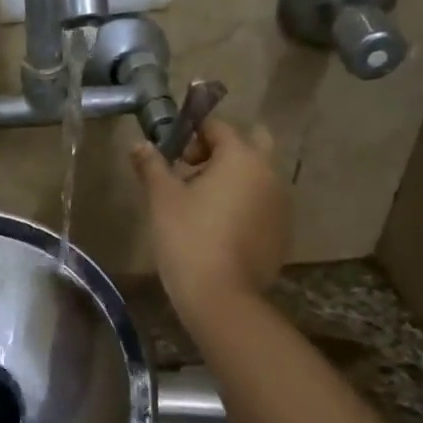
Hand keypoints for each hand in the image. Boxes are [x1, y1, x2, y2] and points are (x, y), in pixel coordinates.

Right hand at [130, 118, 290, 327]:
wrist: (220, 294)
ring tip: (202, 204)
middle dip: (223, 150)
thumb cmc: (187, 236)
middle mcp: (270, 174)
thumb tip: (139, 144)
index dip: (193, 134)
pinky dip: (245, 205)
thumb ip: (152, 165)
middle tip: (193, 172)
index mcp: (241, 157)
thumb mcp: (162, 198)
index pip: (219, 127)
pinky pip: (263, 205)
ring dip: (234, 179)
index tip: (172, 154)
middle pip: (252, 144)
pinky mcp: (283, 232)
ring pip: (259, 176)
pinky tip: (219, 230)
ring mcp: (282, 205)